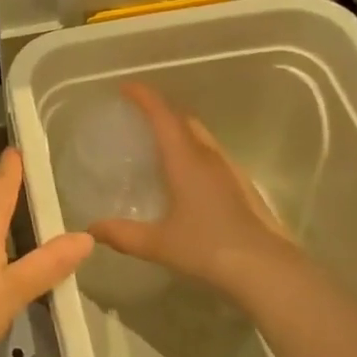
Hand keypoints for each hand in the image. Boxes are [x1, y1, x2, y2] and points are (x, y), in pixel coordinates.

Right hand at [88, 83, 298, 294]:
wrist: (265, 269)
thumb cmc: (207, 248)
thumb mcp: (158, 244)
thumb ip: (122, 234)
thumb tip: (91, 229)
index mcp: (185, 160)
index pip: (162, 116)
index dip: (144, 97)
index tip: (126, 87)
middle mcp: (208, 157)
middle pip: (184, 120)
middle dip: (161, 111)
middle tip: (139, 117)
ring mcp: (229, 170)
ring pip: (201, 137)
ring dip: (179, 131)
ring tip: (159, 144)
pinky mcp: (241, 186)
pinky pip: (211, 156)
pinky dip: (193, 152)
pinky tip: (186, 177)